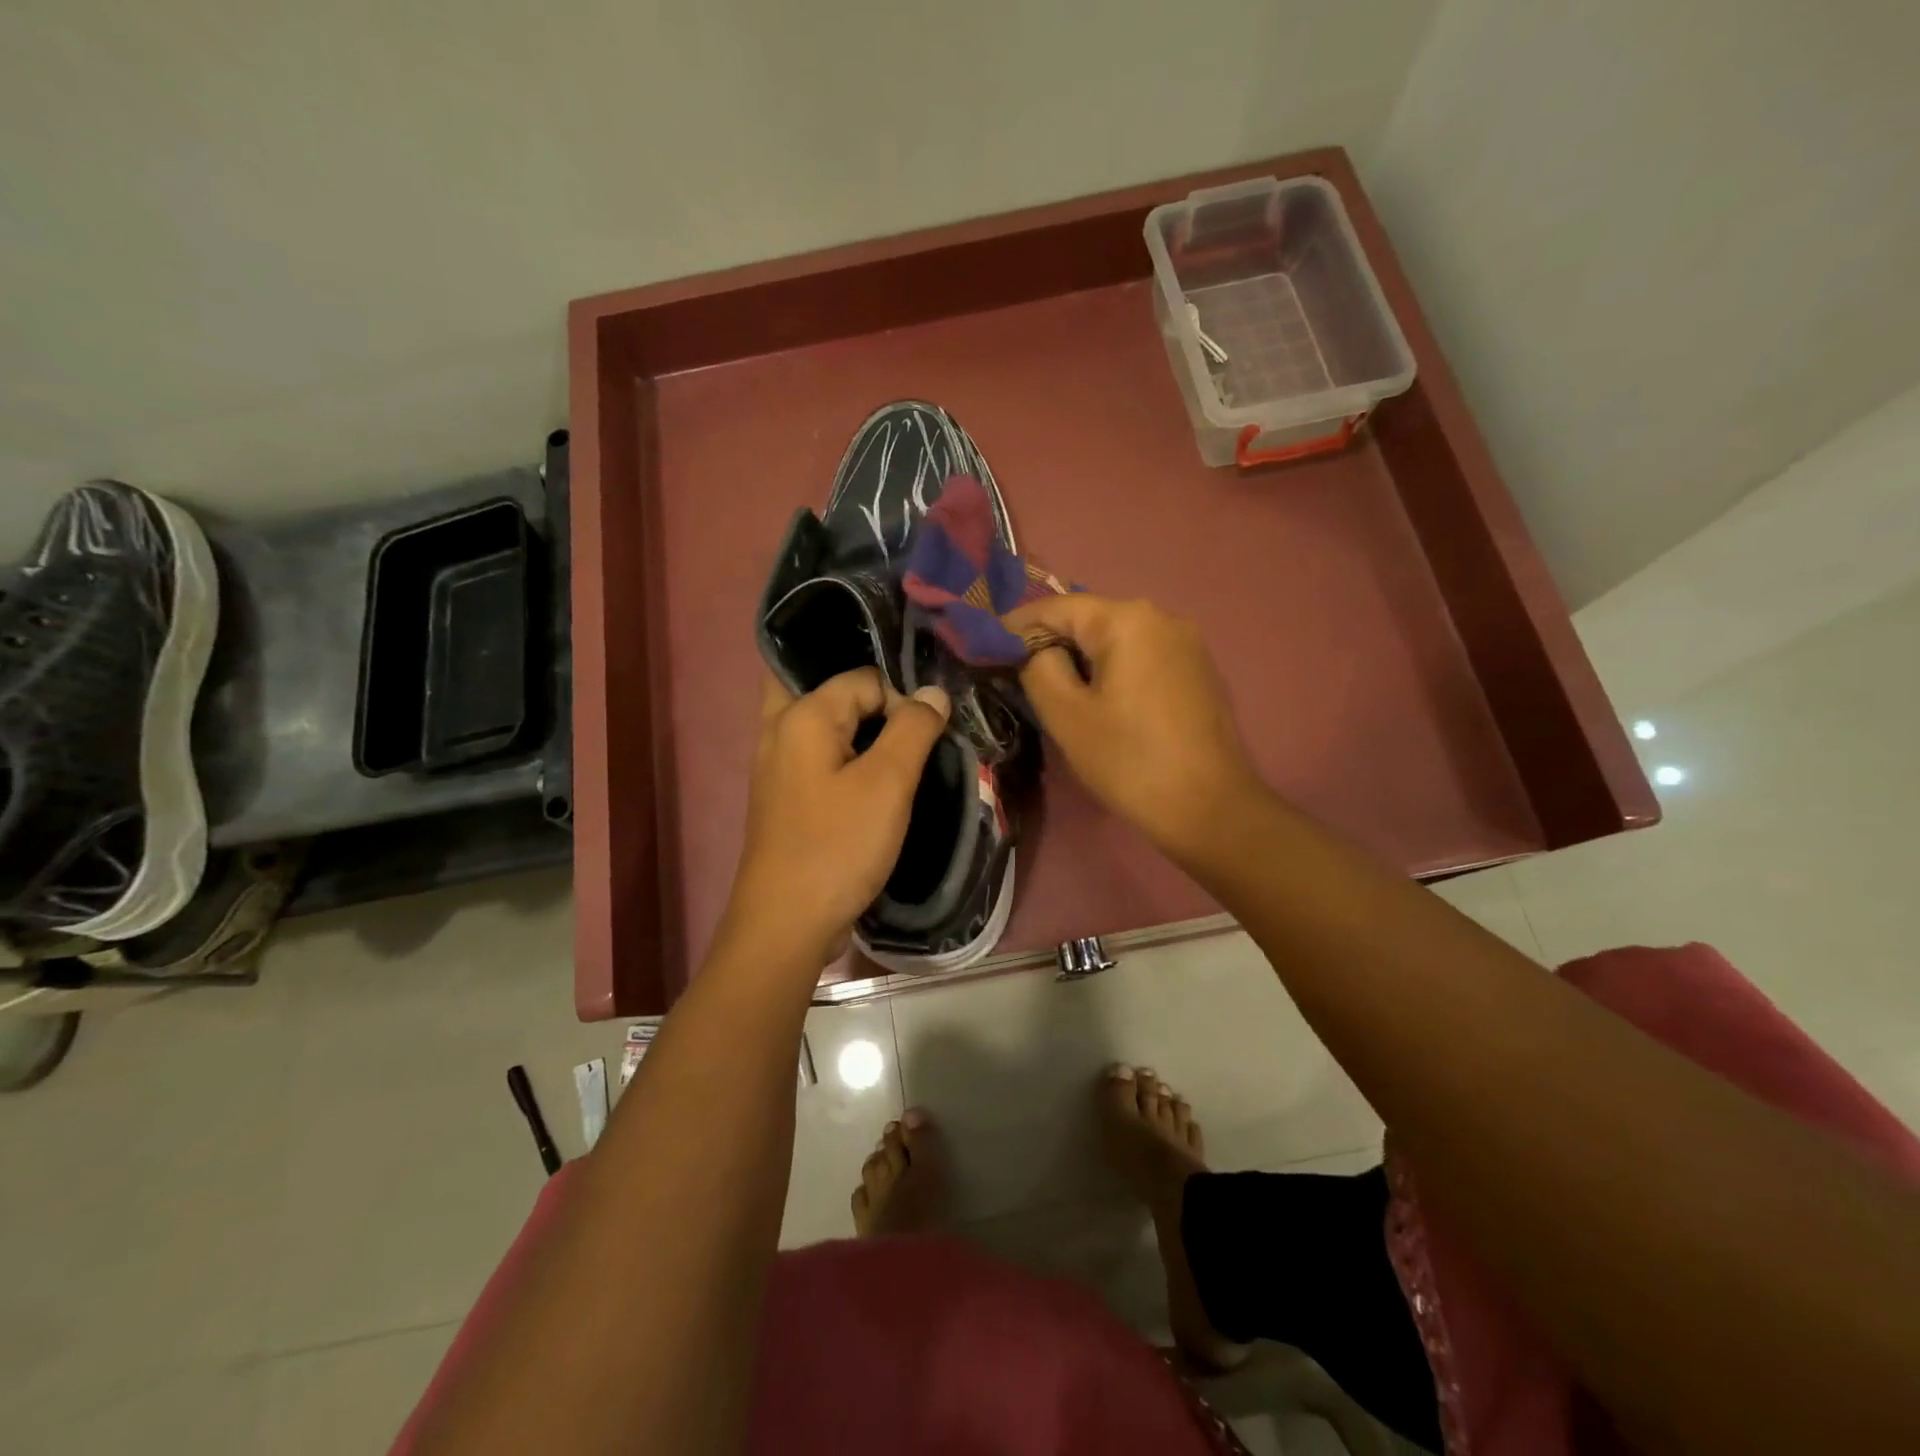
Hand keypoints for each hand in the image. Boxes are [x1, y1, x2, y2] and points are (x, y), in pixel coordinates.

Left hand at [722, 669, 949, 964]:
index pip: (864, 679)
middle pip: (828, 690)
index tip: (925, 738)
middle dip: (871, 699)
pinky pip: (818, 756)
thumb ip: (913, 728)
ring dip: (859, 728)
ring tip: (899, 750)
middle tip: (907, 726)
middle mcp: (779, 729)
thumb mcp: (887, 783)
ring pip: (822, 724)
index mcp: (802, 715)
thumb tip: (933, 692)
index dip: (901, 701)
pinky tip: (873, 778)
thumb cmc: (838, 846)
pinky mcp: (785, 796)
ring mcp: (777, 765)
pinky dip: (845, 755)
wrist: (787, 922)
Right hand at [1007, 595, 1261, 861]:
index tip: (986, 646)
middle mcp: (1162, 617)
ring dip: (1081, 657)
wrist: (1211, 808)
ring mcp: (1187, 643)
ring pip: (1117, 639)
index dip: (1016, 625)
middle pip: (1090, 619)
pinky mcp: (1198, 670)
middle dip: (1050, 641)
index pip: (1057, 607)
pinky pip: (1142, 657)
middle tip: (1015, 671)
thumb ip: (1038, 668)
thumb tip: (1035, 651)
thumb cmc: (1130, 760)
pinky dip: (1112, 669)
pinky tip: (1099, 697)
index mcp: (1127, 620)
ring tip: (1053, 686)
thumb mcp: (1067, 715)